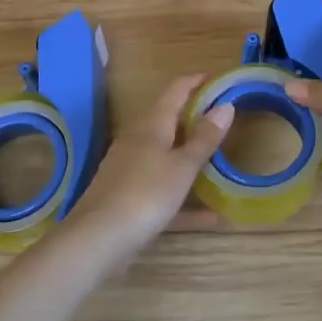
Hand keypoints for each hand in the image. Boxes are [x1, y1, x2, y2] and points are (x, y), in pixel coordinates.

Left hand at [72, 75, 232, 257]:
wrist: (96, 241)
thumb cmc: (145, 194)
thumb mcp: (182, 166)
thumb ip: (204, 138)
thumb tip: (226, 105)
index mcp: (152, 124)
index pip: (175, 89)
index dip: (196, 81)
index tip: (218, 80)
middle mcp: (138, 140)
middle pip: (168, 120)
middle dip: (194, 117)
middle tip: (223, 120)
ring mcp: (129, 169)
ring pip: (165, 154)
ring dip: (189, 155)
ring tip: (218, 159)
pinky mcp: (127, 197)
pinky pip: (162, 189)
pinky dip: (184, 197)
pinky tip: (210, 216)